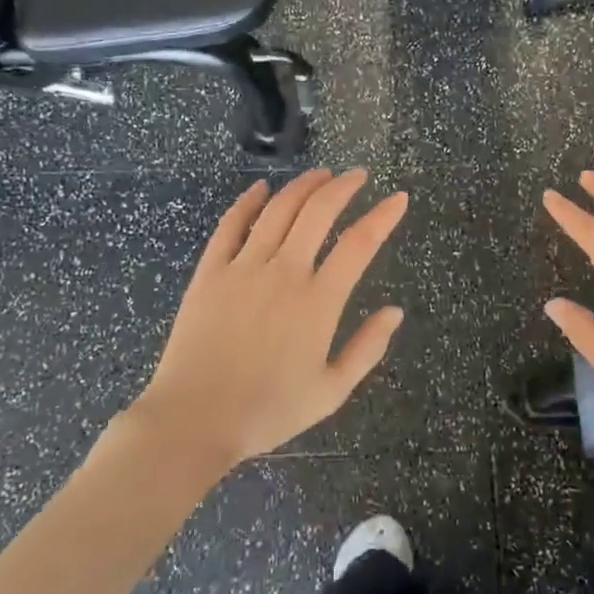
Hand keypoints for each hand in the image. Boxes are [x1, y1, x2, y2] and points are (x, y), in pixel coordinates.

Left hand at [128, 170, 409, 472]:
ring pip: (278, 210)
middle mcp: (284, 272)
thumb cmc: (268, 411)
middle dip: (343, 186)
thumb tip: (395, 311)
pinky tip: (261, 188)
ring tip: (321, 174)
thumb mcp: (331, 391)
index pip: (359, 244)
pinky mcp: (210, 272)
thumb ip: (367, 348)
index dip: (383, 216)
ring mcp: (243, 268)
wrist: (194, 419)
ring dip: (303, 186)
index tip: (398, 198)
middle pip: (318, 212)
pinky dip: (248, 202)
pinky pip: (231, 225)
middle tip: (358, 175)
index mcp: (318, 302)